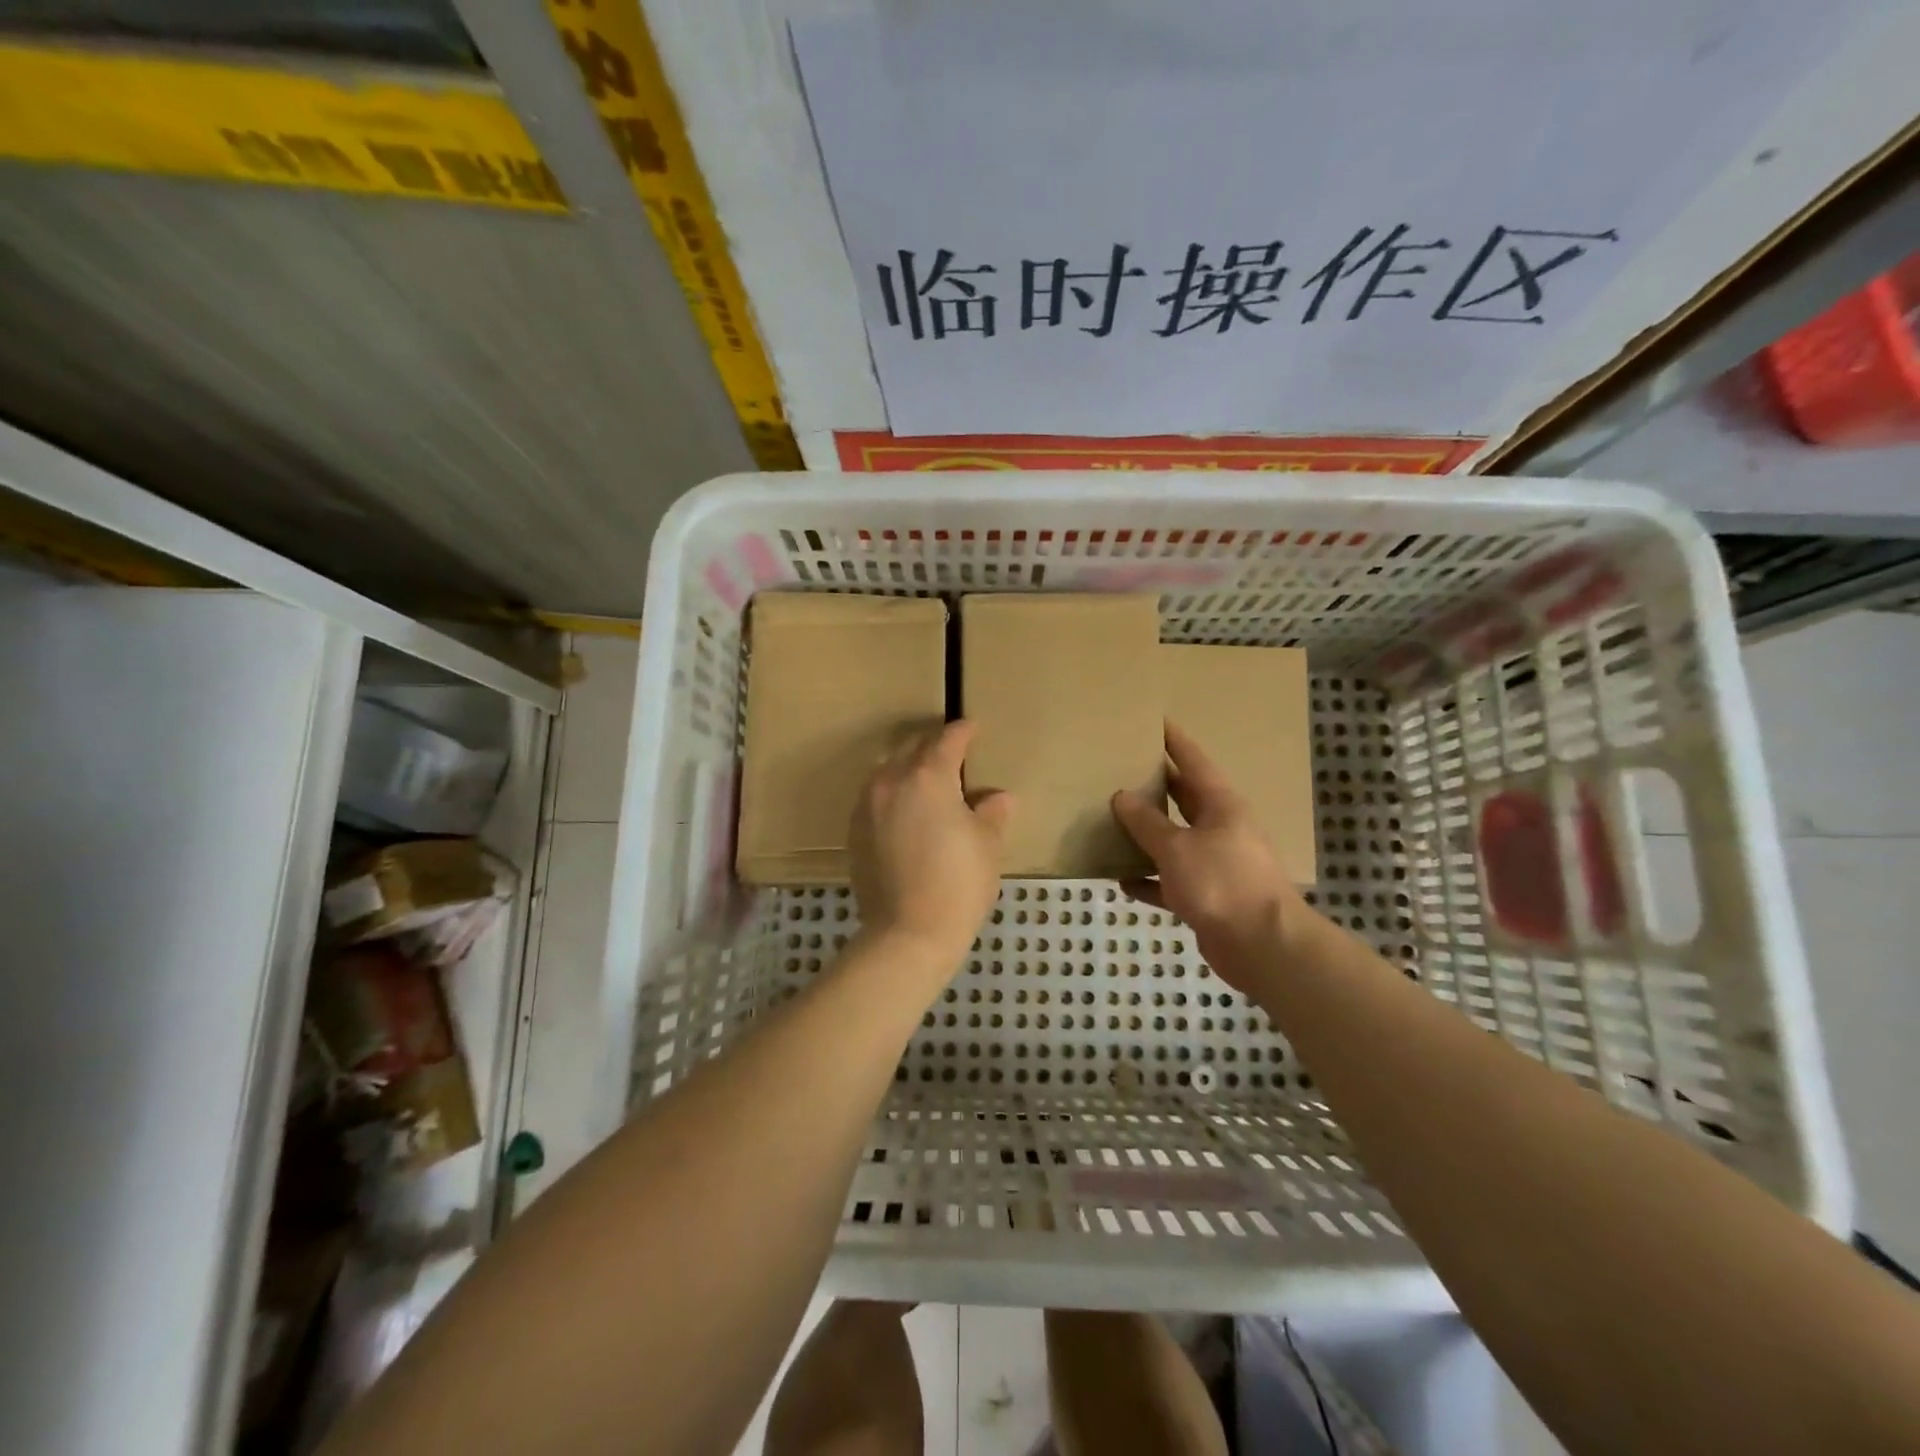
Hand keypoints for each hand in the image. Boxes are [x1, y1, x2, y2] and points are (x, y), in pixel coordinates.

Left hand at [850, 720, 1012, 970]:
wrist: (908, 933)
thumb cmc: (958, 884)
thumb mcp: (987, 845)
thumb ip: (992, 813)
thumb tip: (997, 797)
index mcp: (928, 777)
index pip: (947, 741)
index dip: (964, 731)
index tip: (973, 727)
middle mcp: (892, 781)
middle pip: (911, 748)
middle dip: (932, 744)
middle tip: (952, 751)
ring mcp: (867, 806)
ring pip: (887, 770)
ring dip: (907, 766)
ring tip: (926, 779)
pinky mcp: (854, 831)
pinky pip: (874, 797)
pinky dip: (892, 793)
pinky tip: (905, 810)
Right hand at [1110, 721, 1307, 993]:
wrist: (1262, 946)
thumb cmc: (1222, 882)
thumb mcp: (1177, 847)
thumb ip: (1147, 823)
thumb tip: (1121, 796)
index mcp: (1221, 805)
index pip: (1193, 761)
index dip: (1174, 741)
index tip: (1154, 721)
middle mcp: (1221, 828)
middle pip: (1184, 798)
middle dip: (1156, 785)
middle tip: (1121, 769)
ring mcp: (1216, 863)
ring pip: (1175, 840)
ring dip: (1147, 834)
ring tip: (1112, 820)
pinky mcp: (1208, 897)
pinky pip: (1170, 880)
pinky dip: (1149, 879)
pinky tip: (1121, 879)